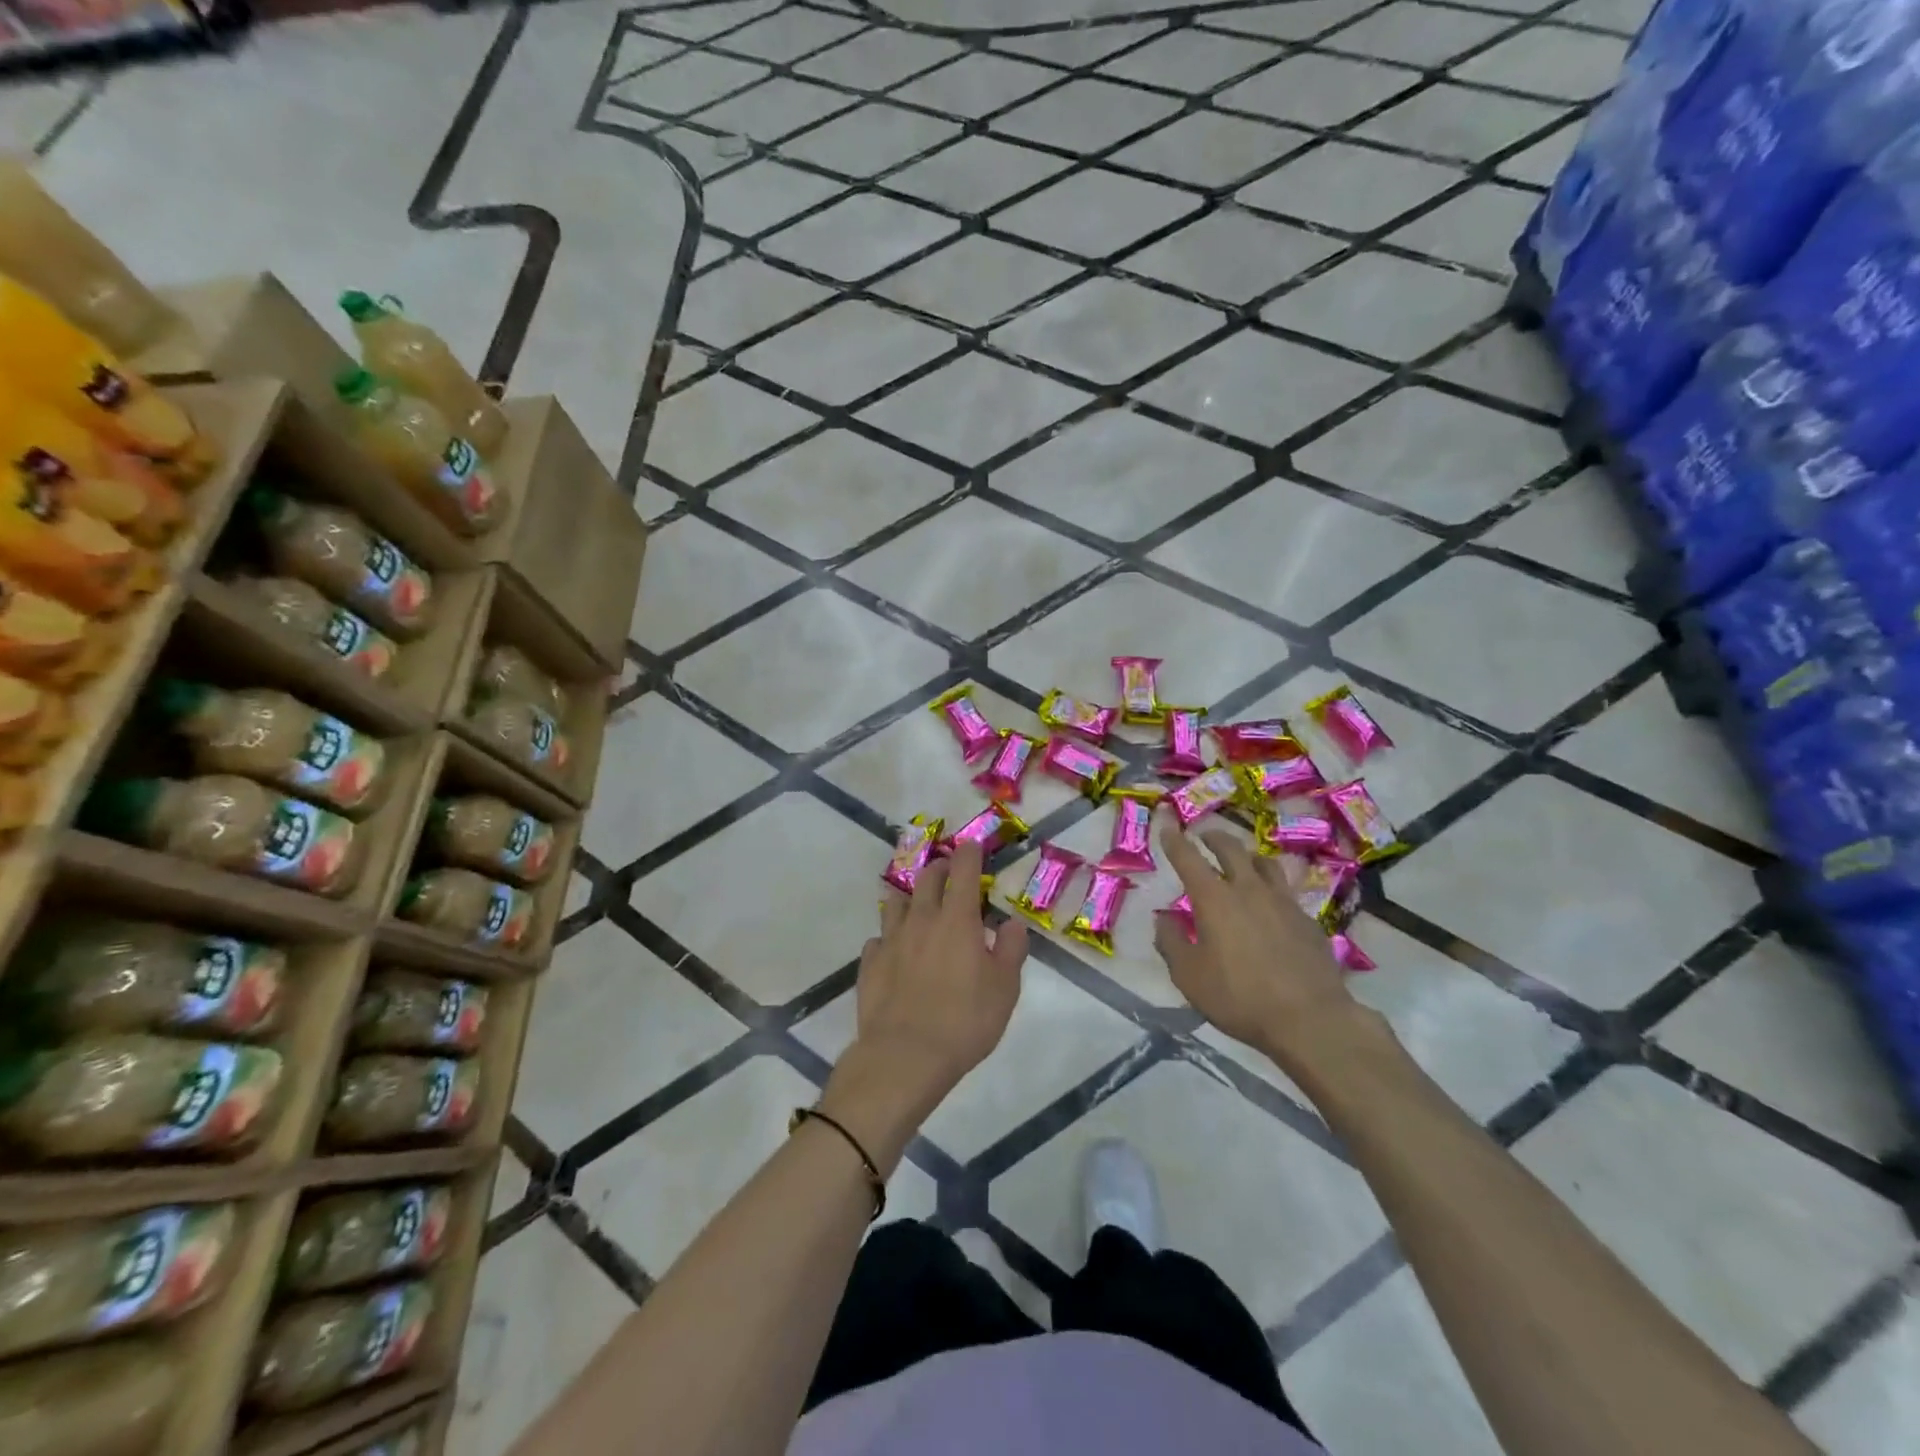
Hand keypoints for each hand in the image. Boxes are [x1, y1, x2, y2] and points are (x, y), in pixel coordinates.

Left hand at [823, 842, 1028, 1166]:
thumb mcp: (1005, 988)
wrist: (905, 1055)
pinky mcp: (870, 963)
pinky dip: (890, 937)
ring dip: (911, 898)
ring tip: (919, 907)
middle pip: (927, 878)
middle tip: (950, 874)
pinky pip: (879, 938)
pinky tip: (896, 951)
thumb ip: (1012, 950)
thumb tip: (1012, 923)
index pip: (963, 870)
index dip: (968, 853)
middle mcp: (921, 919)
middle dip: (940, 868)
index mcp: (957, 919)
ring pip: (896, 902)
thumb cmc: (965, 1021)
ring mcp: (891, 939)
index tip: (971, 846)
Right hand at [1154, 827, 1353, 1068]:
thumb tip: (1162, 920)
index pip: (1188, 858)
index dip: (1175, 840)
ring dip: (1248, 856)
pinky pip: (1285, 891)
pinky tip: (1270, 904)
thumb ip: (1171, 943)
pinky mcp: (1307, 920)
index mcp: (1214, 899)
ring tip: (1242, 861)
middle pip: (1231, 849)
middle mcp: (1249, 890)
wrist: (1310, 1018)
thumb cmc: (1239, 996)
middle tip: (1204, 836)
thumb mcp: (1189, 976)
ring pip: (1265, 864)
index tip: (1167, 825)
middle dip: (1214, 838)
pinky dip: (1271, 887)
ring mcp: (1283, 902)